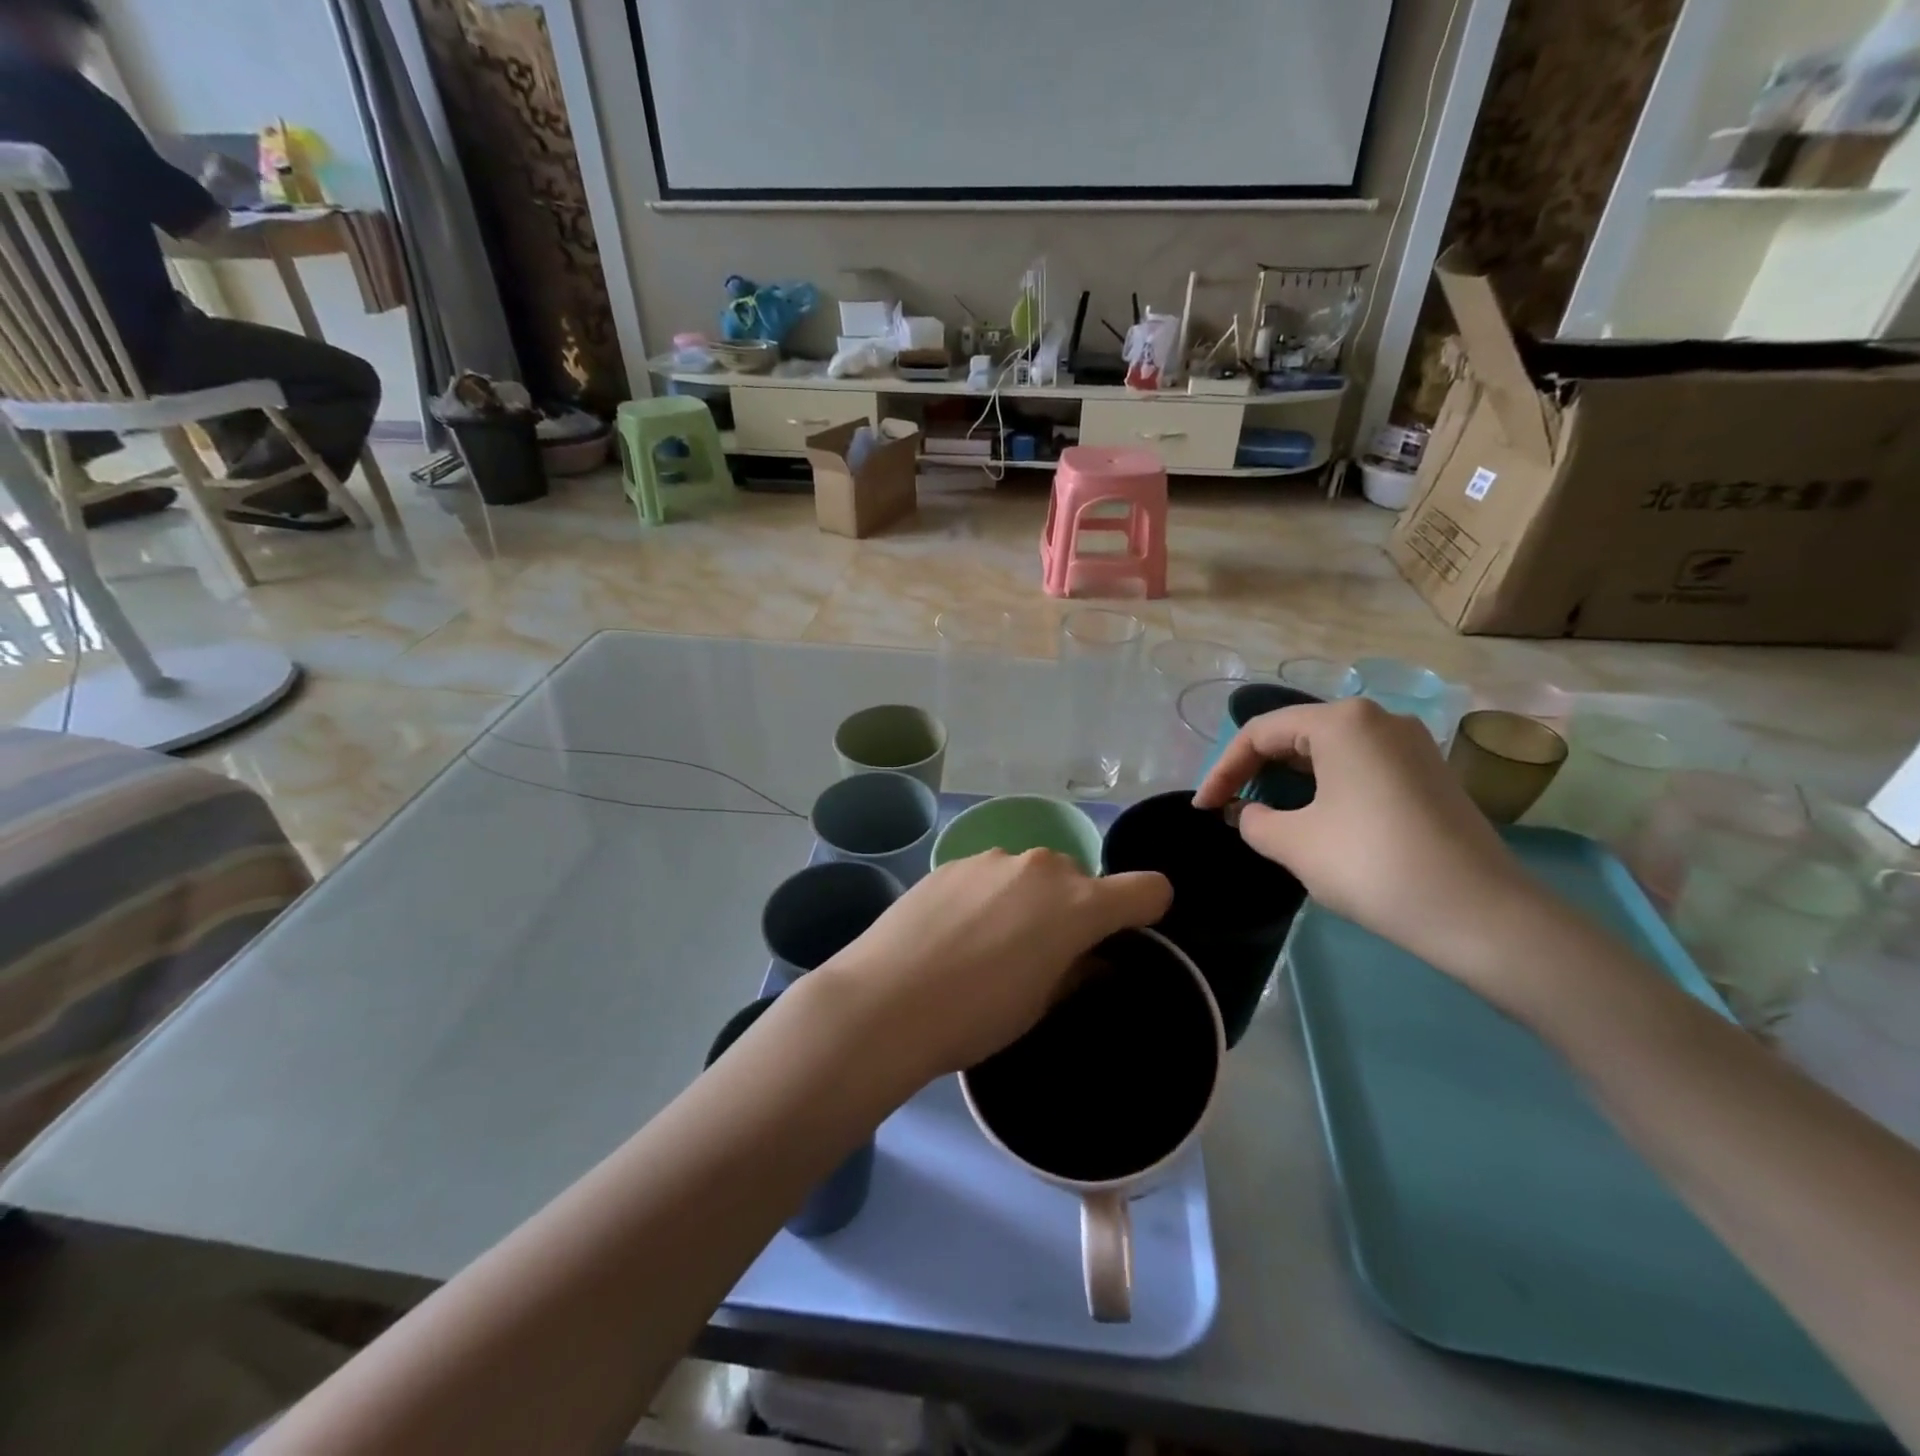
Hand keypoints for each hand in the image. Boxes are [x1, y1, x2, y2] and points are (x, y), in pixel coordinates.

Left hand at [817, 850, 1171, 1076]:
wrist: (886, 1000)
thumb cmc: (976, 1015)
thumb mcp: (1040, 1005)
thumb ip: (1077, 971)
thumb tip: (1091, 958)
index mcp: (1078, 904)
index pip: (1147, 888)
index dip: (1147, 912)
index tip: (1124, 939)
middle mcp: (1042, 867)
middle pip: (1081, 881)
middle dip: (1074, 911)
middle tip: (1041, 955)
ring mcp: (993, 857)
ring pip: (1032, 874)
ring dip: (1028, 900)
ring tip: (987, 944)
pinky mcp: (952, 861)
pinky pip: (991, 874)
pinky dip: (989, 895)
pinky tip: (954, 931)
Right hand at [1194, 698, 1534, 978]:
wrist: (1480, 914)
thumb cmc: (1371, 864)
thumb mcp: (1293, 843)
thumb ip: (1253, 820)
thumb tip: (1248, 812)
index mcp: (1342, 721)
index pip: (1260, 733)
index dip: (1223, 769)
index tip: (1203, 808)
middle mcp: (1379, 718)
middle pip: (1296, 734)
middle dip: (1255, 770)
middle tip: (1229, 807)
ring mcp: (1411, 745)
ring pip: (1329, 750)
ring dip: (1289, 779)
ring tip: (1265, 813)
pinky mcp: (1430, 774)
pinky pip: (1360, 766)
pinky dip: (1326, 786)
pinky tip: (1316, 817)